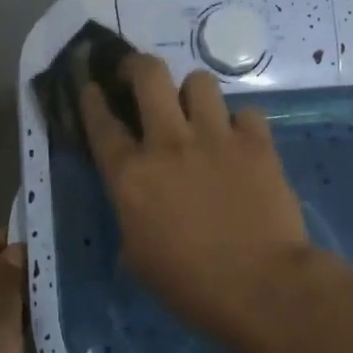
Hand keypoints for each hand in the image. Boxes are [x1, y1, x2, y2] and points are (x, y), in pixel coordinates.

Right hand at [80, 56, 310, 333]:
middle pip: (149, 74)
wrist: (261, 286)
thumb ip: (131, 217)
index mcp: (131, 175)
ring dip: (193, 93)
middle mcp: (169, 143)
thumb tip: (138, 202)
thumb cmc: (190, 285)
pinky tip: (240, 141)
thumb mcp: (138, 258)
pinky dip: (240, 124)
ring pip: (199, 81)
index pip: (102, 123)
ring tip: (197, 111)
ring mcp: (216, 137)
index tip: (91, 86)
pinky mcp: (256, 142)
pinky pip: (246, 112)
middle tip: (139, 76)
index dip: (92, 99)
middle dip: (138, 65)